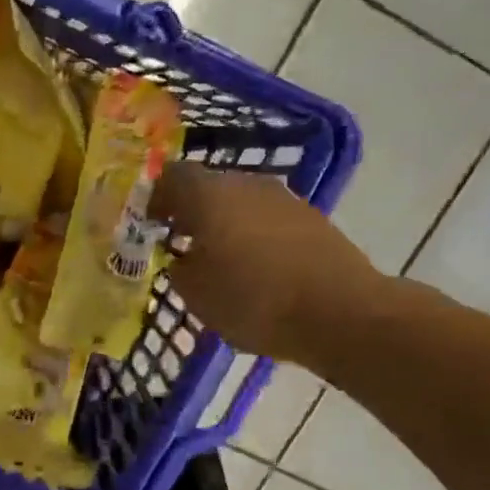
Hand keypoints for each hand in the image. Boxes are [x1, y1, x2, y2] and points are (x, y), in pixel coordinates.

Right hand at [156, 162, 393, 373]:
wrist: (340, 312)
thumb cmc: (252, 300)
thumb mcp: (195, 294)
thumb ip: (179, 268)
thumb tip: (181, 258)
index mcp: (209, 194)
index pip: (171, 177)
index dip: (155, 198)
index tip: (149, 224)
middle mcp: (246, 184)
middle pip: (209, 187)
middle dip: (191, 211)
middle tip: (180, 243)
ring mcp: (284, 199)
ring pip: (241, 203)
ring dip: (225, 224)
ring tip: (218, 260)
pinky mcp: (312, 219)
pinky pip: (268, 220)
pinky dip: (254, 236)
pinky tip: (255, 268)